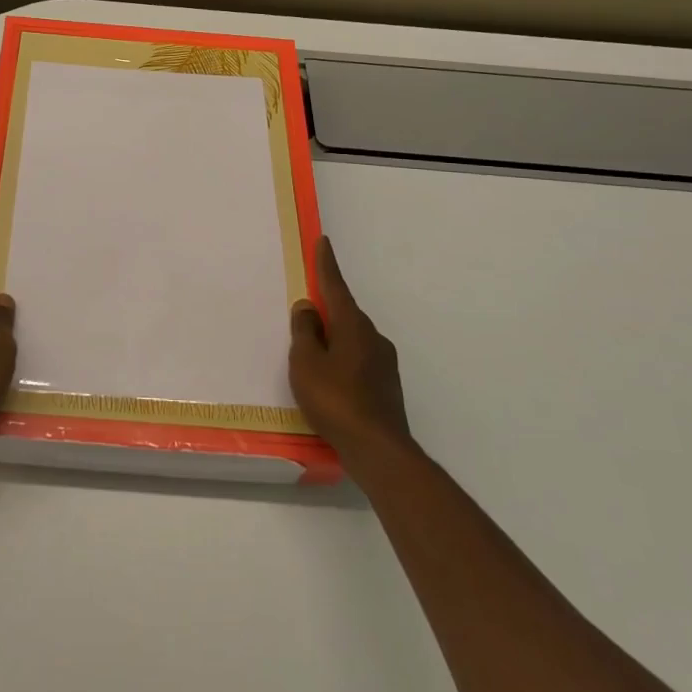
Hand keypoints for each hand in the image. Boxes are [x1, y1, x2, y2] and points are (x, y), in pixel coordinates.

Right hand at [289, 236, 409, 460]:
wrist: (378, 449)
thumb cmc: (335, 400)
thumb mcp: (306, 363)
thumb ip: (305, 332)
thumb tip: (308, 307)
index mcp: (353, 326)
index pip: (336, 287)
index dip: (327, 265)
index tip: (323, 241)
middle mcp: (373, 338)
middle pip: (345, 314)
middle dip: (326, 310)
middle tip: (305, 313)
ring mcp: (384, 363)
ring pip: (353, 339)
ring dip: (334, 338)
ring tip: (312, 355)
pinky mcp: (387, 386)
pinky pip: (358, 360)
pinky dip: (342, 360)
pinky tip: (330, 381)